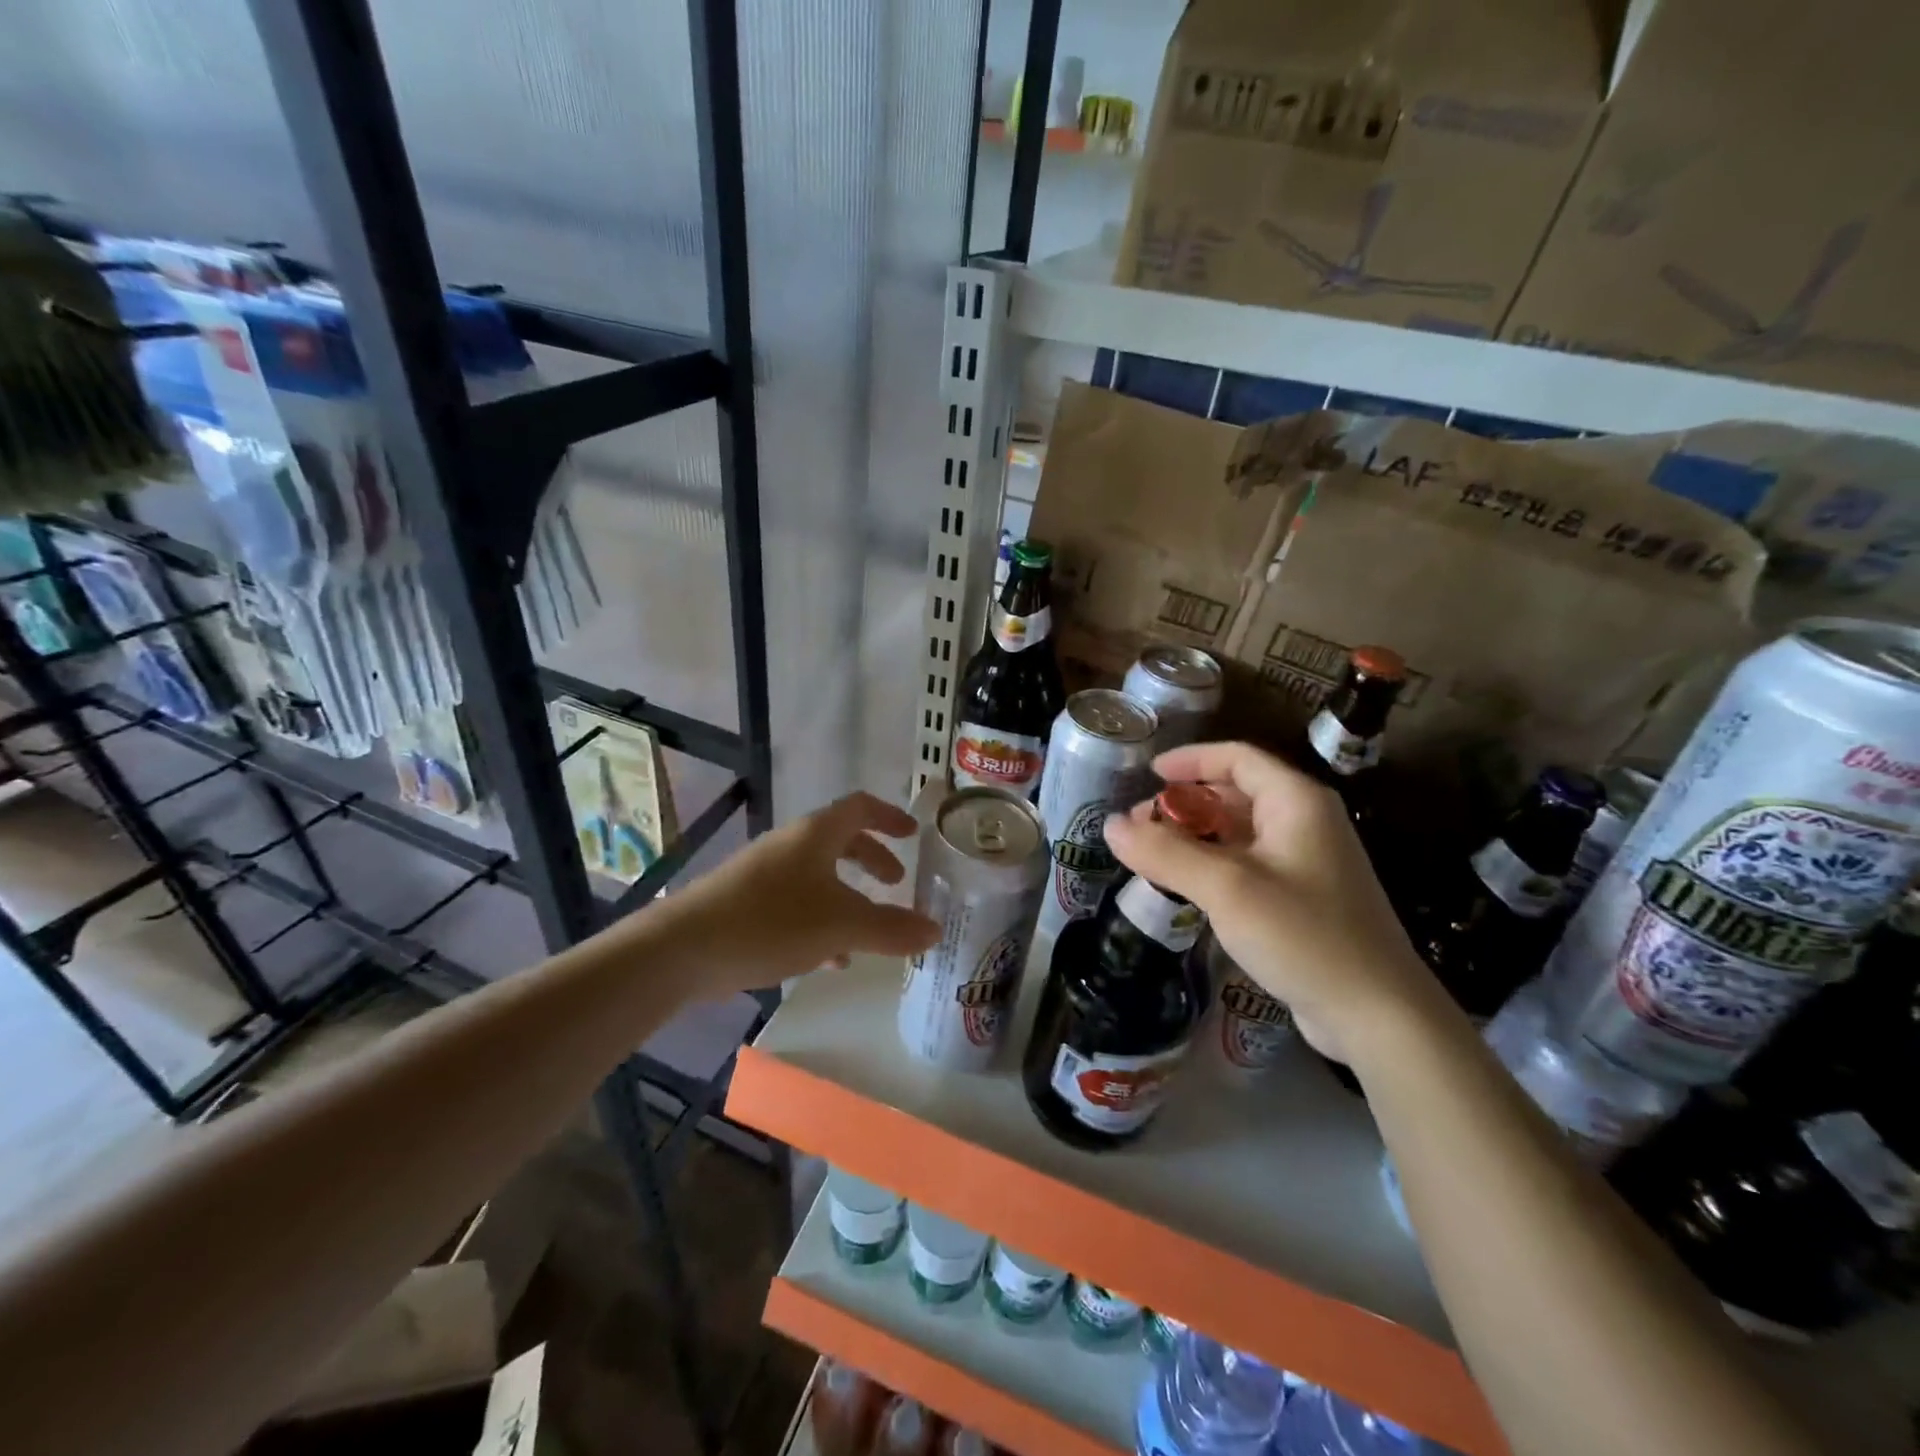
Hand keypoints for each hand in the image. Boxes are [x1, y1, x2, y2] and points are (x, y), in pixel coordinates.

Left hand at [660, 791, 938, 995]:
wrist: (683, 950)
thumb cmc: (771, 921)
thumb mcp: (842, 924)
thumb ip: (891, 928)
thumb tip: (934, 929)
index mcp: (816, 834)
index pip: (860, 807)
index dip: (890, 816)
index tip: (913, 834)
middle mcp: (791, 845)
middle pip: (841, 841)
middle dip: (872, 859)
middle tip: (896, 883)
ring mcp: (765, 874)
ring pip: (819, 876)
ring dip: (849, 896)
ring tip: (869, 932)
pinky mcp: (746, 905)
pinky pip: (797, 905)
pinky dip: (822, 922)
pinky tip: (829, 960)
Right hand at [1104, 741, 1451, 1064]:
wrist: (1378, 1015)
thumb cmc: (1304, 935)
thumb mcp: (1226, 889)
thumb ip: (1165, 853)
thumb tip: (1110, 825)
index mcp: (1296, 802)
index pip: (1237, 758)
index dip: (1190, 760)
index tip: (1147, 774)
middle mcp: (1306, 823)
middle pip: (1236, 794)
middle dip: (1185, 805)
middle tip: (1140, 826)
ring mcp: (1308, 863)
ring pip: (1241, 833)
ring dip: (1196, 838)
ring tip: (1152, 857)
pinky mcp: (1305, 900)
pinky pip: (1249, 865)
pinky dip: (1214, 866)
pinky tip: (1187, 888)